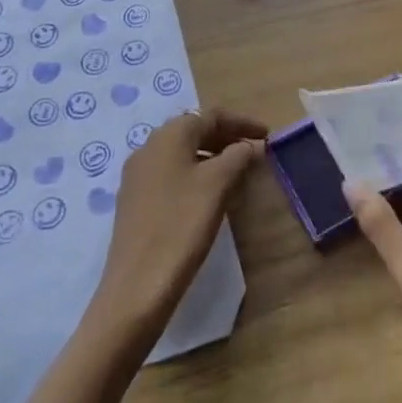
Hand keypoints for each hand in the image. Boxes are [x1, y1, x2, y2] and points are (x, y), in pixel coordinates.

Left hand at [91, 107, 266, 344]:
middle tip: (253, 151)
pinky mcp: (134, 201)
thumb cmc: (182, 225)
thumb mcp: (217, 186)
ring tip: (236, 172)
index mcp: (169, 135)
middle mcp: (149, 146)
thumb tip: (247, 146)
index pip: (211, 115)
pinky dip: (194, 175)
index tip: (267, 135)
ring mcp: (138, 175)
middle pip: (194, 131)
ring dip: (211, 156)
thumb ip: (237, 157)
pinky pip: (170, 174)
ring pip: (182, 153)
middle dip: (226, 137)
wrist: (137, 287)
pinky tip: (208, 195)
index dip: (242, 122)